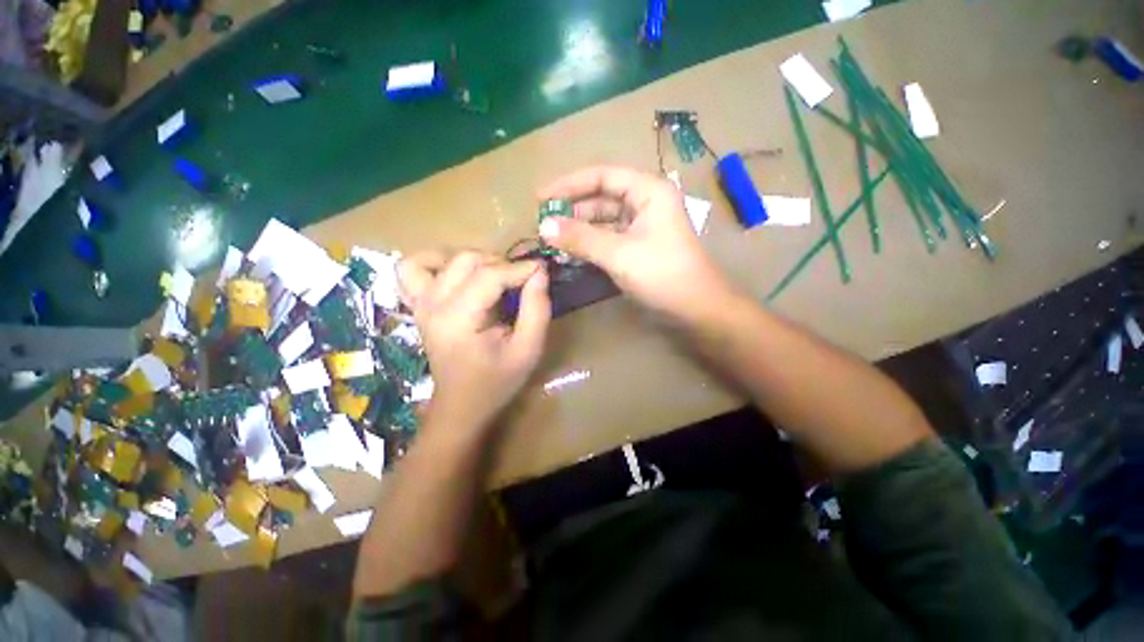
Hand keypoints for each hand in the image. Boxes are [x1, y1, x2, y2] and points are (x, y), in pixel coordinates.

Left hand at [397, 251, 550, 432]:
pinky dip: (434, 262)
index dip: (519, 268)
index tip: (542, 270)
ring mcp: (419, 304)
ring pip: (438, 257)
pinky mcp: (417, 305)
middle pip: (466, 260)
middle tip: (520, 280)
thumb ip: (537, 310)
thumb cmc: (497, 381)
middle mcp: (432, 305)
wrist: (461, 404)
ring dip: (471, 260)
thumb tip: (539, 273)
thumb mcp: (528, 350)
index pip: (489, 276)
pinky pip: (411, 268)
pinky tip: (455, 273)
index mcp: (458, 320)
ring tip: (491, 275)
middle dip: (500, 263)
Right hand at [538, 166, 733, 318]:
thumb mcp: (619, 253)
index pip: (602, 176)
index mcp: (648, 191)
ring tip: (552, 240)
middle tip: (543, 224)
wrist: (697, 310)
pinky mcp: (639, 248)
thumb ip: (581, 238)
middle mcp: (646, 203)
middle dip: (572, 210)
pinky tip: (571, 253)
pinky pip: (609, 239)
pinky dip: (590, 245)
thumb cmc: (663, 275)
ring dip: (579, 230)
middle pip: (602, 198)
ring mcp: (643, 227)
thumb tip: (543, 226)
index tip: (541, 198)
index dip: (569, 185)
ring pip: (604, 221)